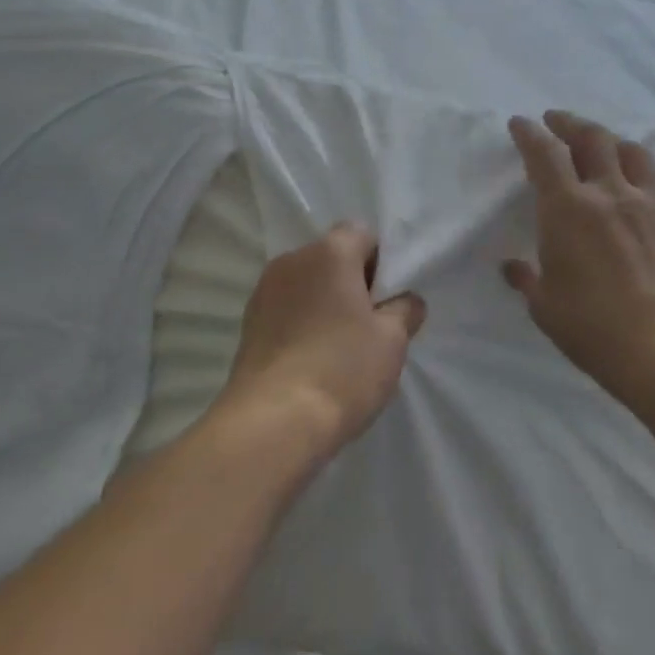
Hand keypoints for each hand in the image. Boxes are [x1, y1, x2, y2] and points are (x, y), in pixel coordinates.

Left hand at [217, 223, 425, 460]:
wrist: (273, 421)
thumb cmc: (342, 370)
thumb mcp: (392, 341)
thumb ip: (404, 309)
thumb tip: (406, 300)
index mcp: (329, 252)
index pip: (361, 233)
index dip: (380, 261)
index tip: (387, 298)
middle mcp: (292, 259)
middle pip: (331, 256)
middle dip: (352, 281)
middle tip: (369, 325)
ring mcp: (264, 290)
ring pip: (306, 283)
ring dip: (324, 302)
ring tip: (338, 347)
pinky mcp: (248, 321)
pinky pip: (285, 308)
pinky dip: (301, 321)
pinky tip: (311, 359)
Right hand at [503, 111, 654, 404]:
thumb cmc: (596, 328)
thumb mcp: (546, 308)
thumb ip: (529, 280)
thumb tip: (513, 267)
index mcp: (568, 207)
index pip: (544, 153)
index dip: (530, 133)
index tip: (520, 123)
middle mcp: (610, 191)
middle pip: (592, 138)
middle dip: (570, 123)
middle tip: (557, 120)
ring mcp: (653, 202)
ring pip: (633, 151)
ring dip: (612, 140)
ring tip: (603, 143)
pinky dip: (648, 169)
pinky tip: (647, 178)